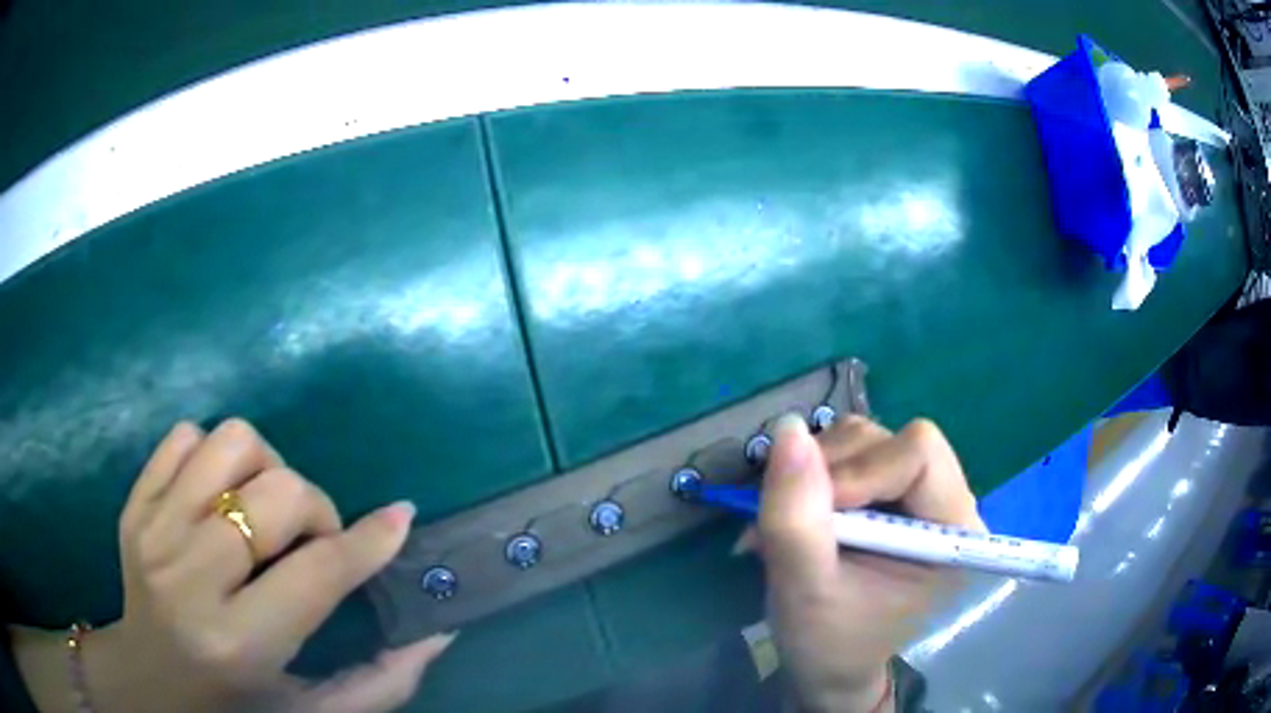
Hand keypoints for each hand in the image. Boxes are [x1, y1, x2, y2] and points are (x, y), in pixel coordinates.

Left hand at [17, 419, 452, 712]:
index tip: (399, 518)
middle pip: (278, 492)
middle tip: (311, 541)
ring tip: (261, 512)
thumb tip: (438, 630)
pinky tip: (217, 499)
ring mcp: (153, 528)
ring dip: (265, 470)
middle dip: (315, 509)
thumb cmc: (237, 705)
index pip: (318, 572)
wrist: (150, 678)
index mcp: (238, 642)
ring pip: (232, 442)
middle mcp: (189, 576)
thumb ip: (382, 681)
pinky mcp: (134, 501)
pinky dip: (213, 456)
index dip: (368, 542)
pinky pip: (186, 435)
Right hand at [751, 414, 982, 712]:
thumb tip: (787, 429)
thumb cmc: (828, 644)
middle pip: (888, 441)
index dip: (861, 472)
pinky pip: (848, 452)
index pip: (919, 454)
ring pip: (864, 440)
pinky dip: (812, 474)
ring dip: (814, 472)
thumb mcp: (804, 591)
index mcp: (954, 530)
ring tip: (789, 523)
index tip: (814, 516)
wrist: (829, 666)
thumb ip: (795, 518)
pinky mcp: (889, 491)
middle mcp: (945, 500)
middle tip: (787, 520)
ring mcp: (916, 493)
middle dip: (828, 473)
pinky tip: (799, 514)